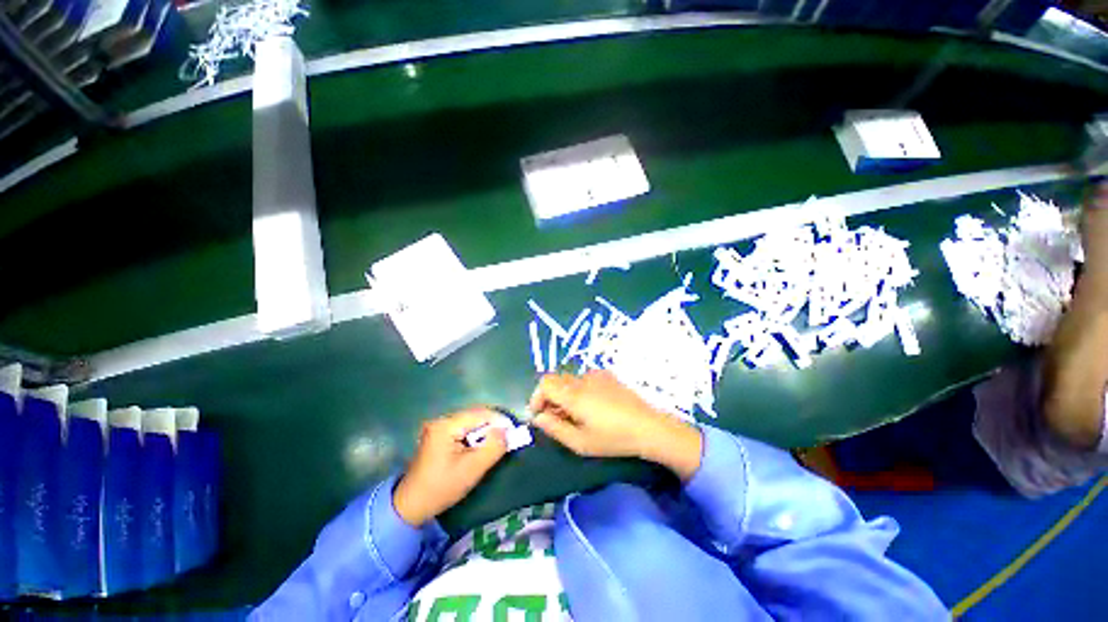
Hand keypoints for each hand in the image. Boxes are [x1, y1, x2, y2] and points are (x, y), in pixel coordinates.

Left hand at [394, 409, 507, 526]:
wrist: (410, 506)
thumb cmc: (441, 488)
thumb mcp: (472, 470)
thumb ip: (493, 447)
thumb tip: (507, 431)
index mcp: (446, 425)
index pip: (480, 414)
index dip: (499, 420)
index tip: (514, 431)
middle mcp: (441, 420)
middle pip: (475, 416)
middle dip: (492, 426)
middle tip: (507, 438)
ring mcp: (438, 427)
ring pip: (470, 422)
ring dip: (484, 431)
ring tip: (496, 443)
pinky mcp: (438, 435)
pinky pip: (463, 429)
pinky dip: (474, 436)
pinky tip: (480, 447)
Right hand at [528, 370, 702, 480]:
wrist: (648, 427)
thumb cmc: (613, 438)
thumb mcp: (580, 442)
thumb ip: (554, 428)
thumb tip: (537, 417)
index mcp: (573, 394)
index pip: (545, 383)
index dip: (537, 397)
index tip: (540, 415)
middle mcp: (582, 379)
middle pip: (556, 380)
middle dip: (550, 398)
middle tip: (556, 419)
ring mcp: (596, 375)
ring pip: (570, 380)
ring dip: (565, 394)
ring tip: (575, 414)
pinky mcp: (608, 376)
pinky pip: (585, 379)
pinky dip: (579, 389)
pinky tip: (592, 406)